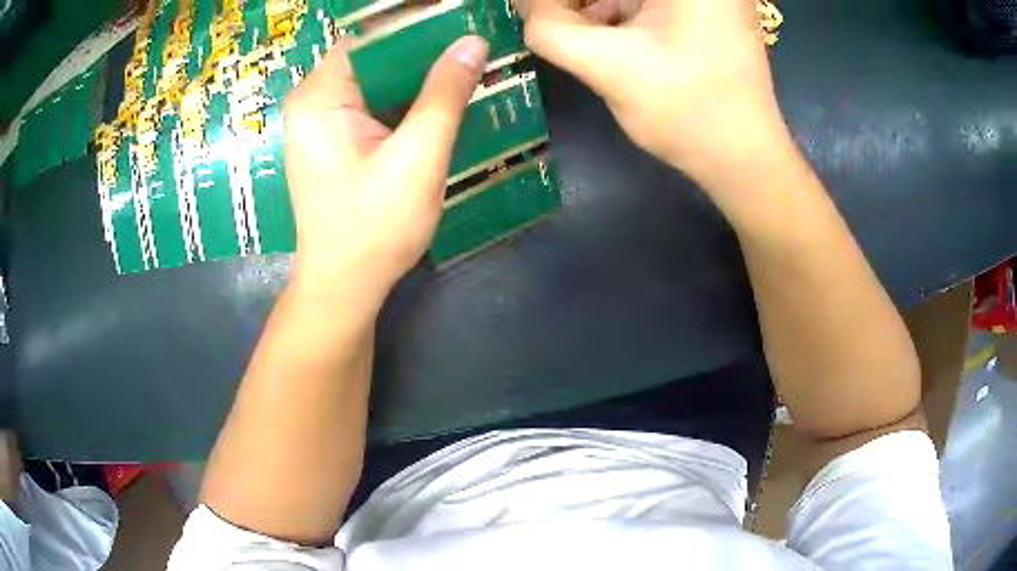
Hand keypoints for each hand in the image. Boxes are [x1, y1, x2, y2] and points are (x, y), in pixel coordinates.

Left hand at [283, 36, 488, 305]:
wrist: (345, 286)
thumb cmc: (374, 228)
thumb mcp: (417, 158)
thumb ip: (444, 94)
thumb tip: (473, 41)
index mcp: (321, 96)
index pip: (371, 35)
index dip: (417, 22)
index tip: (461, 19)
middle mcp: (313, 100)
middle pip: (373, 54)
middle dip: (424, 48)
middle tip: (474, 45)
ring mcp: (322, 121)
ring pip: (376, 78)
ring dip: (419, 73)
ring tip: (467, 65)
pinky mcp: (334, 139)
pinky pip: (374, 102)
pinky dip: (407, 98)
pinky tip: (442, 99)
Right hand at [522, 0, 791, 191]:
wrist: (745, 159)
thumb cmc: (688, 113)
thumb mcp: (609, 68)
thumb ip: (551, 31)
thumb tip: (523, 4)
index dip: (562, 2)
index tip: (538, 14)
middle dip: (580, 5)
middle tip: (551, 22)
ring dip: (595, 7)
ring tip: (567, 29)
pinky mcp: (707, 11)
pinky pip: (649, 3)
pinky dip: (617, 12)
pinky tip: (597, 33)